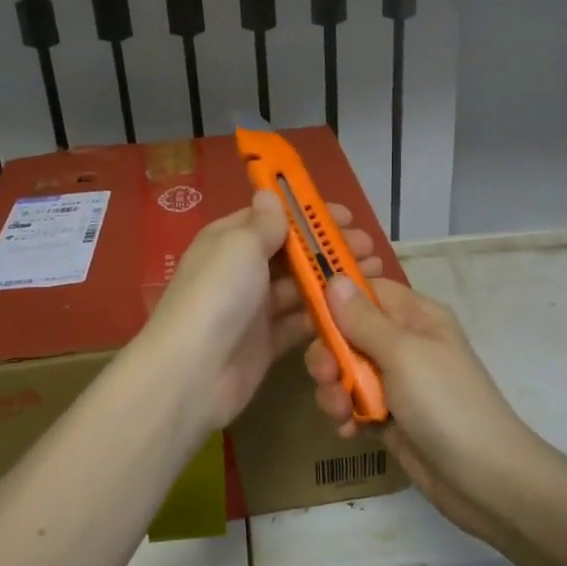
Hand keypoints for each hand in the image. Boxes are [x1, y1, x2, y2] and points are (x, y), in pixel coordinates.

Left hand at [147, 192, 382, 432]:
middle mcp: (241, 271)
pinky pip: (300, 323)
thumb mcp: (240, 245)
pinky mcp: (266, 343)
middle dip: (329, 249)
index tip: (347, 217)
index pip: (272, 219)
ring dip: (333, 281)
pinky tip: (354, 310)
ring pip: (300, 288)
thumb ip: (264, 223)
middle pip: (291, 254)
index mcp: (229, 241)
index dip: (309, 215)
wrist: (194, 372)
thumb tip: (269, 194)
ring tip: (373, 276)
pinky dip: (324, 316)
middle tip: (368, 249)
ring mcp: (254, 309)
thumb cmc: (219, 295)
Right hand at [305, 278, 533, 541]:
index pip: (366, 291)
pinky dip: (345, 416)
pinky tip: (350, 431)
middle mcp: (404, 344)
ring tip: (342, 412)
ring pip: (345, 372)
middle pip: (347, 333)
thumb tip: (333, 278)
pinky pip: (352, 405)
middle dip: (329, 354)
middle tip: (327, 375)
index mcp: (415, 317)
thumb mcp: (403, 353)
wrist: (484, 479)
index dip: (335, 298)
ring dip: (334, 390)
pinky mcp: (389, 418)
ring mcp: (396, 383)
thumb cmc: (446, 403)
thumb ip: (363, 319)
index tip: (307, 314)